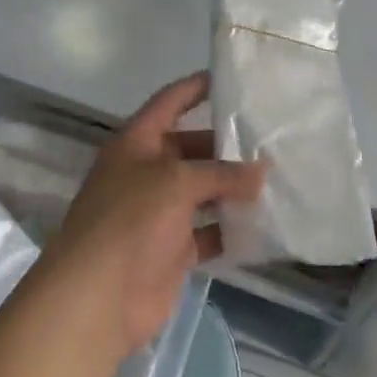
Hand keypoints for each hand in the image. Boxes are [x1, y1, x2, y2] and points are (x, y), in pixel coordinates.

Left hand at [34, 72, 267, 356]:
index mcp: (136, 143)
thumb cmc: (131, 221)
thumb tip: (262, 170)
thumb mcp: (177, 182)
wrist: (98, 297)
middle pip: (192, 148)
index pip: (169, 103)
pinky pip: (209, 231)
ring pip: (204, 192)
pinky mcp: (172, 249)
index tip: (234, 79)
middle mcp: (147, 172)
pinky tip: (265, 223)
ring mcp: (159, 213)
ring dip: (234, 189)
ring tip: (278, 178)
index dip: (197, 88)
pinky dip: (232, 229)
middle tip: (272, 140)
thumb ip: (222, 173)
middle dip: (227, 147)